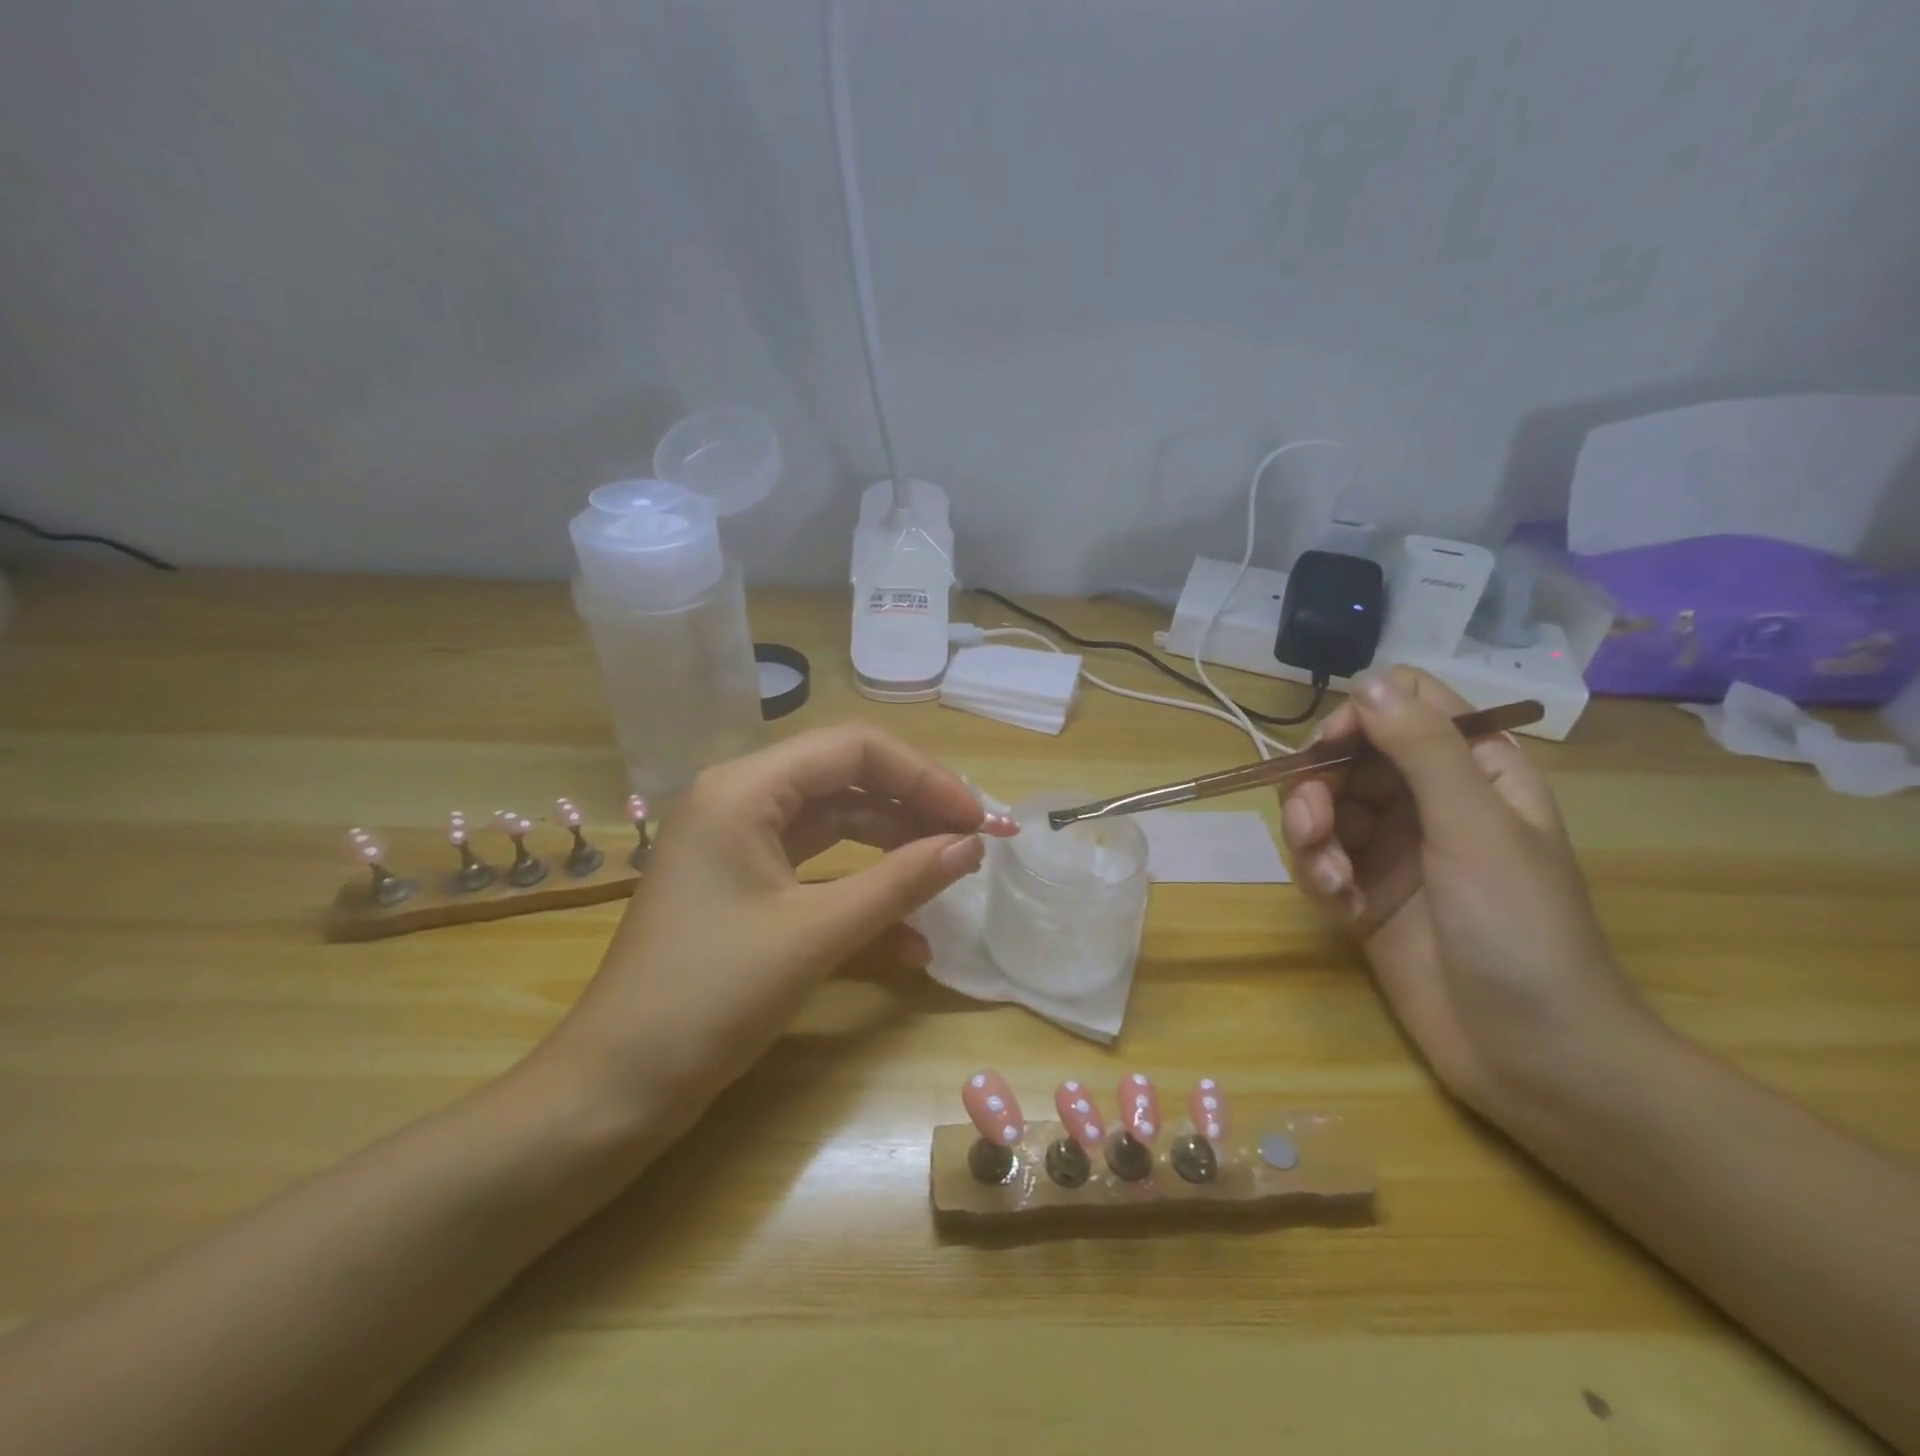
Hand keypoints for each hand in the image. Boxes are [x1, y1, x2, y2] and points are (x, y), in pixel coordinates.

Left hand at [531, 724, 1012, 1131]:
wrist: (615, 1090)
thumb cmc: (710, 997)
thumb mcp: (816, 933)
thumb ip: (900, 881)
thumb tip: (972, 846)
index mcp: (745, 788)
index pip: (853, 749)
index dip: (924, 777)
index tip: (976, 820)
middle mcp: (740, 801)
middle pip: (846, 780)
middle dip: (913, 809)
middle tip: (972, 843)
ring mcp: (740, 846)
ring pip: (836, 825)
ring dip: (894, 849)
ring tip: (950, 875)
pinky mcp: (745, 889)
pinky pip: (817, 871)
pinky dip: (862, 892)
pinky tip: (910, 940)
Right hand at [1279, 667, 1647, 1111]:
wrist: (1530, 1052)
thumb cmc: (1521, 929)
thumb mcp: (1474, 827)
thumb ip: (1422, 750)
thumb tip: (1366, 681)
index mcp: (1474, 770)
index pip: (1404, 707)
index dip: (1360, 718)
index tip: (1333, 751)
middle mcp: (1427, 800)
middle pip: (1347, 757)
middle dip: (1319, 787)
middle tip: (1313, 825)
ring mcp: (1392, 849)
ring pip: (1322, 807)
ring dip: (1310, 835)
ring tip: (1329, 877)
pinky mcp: (1363, 893)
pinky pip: (1318, 858)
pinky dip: (1317, 874)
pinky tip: (1340, 905)